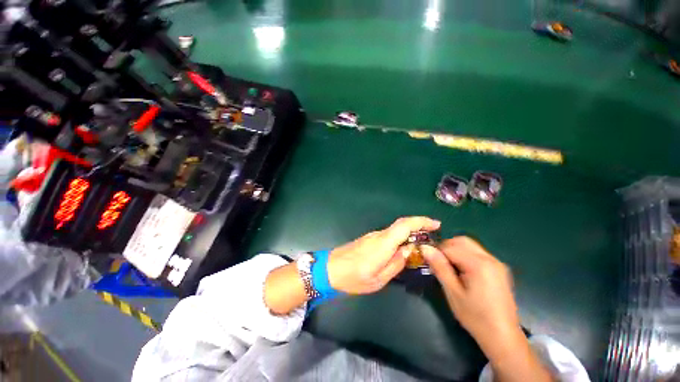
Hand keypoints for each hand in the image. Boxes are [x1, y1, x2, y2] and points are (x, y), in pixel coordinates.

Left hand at [327, 217, 440, 294]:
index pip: (404, 225)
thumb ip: (395, 264)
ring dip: (410, 232)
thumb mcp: (378, 279)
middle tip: (433, 234)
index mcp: (383, 244)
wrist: (330, 269)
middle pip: (401, 225)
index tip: (436, 224)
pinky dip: (400, 237)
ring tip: (421, 244)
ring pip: (395, 229)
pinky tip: (403, 248)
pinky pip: (388, 235)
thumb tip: (408, 252)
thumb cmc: (353, 277)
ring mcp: (372, 235)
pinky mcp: (369, 238)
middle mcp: (379, 235)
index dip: (421, 221)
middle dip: (419, 225)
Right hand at [421, 237, 518, 347]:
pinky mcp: (499, 269)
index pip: (450, 247)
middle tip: (438, 263)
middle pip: (462, 241)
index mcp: (479, 264)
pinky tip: (463, 272)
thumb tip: (424, 248)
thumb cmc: (475, 317)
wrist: (503, 337)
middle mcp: (490, 259)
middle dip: (446, 247)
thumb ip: (439, 267)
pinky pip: (478, 253)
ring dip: (456, 251)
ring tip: (449, 268)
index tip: (428, 262)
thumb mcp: (453, 292)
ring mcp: (497, 263)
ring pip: (470, 245)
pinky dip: (466, 256)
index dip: (436, 252)